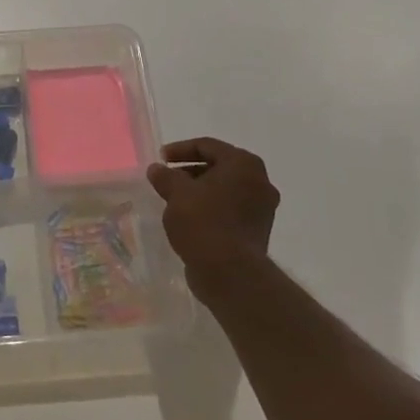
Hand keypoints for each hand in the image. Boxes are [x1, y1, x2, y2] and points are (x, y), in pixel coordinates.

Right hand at [147, 138, 280, 297]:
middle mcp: (260, 181)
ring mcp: (262, 208)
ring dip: (200, 191)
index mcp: (243, 164)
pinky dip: (211, 208)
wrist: (230, 273)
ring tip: (175, 200)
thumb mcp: (176, 193)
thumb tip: (157, 169)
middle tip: (167, 179)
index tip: (160, 159)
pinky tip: (190, 219)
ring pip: (225, 190)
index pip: (208, 146)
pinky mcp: (257, 230)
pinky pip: (231, 209)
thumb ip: (165, 176)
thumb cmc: (203, 222)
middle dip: (190, 171)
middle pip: (219, 167)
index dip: (180, 149)